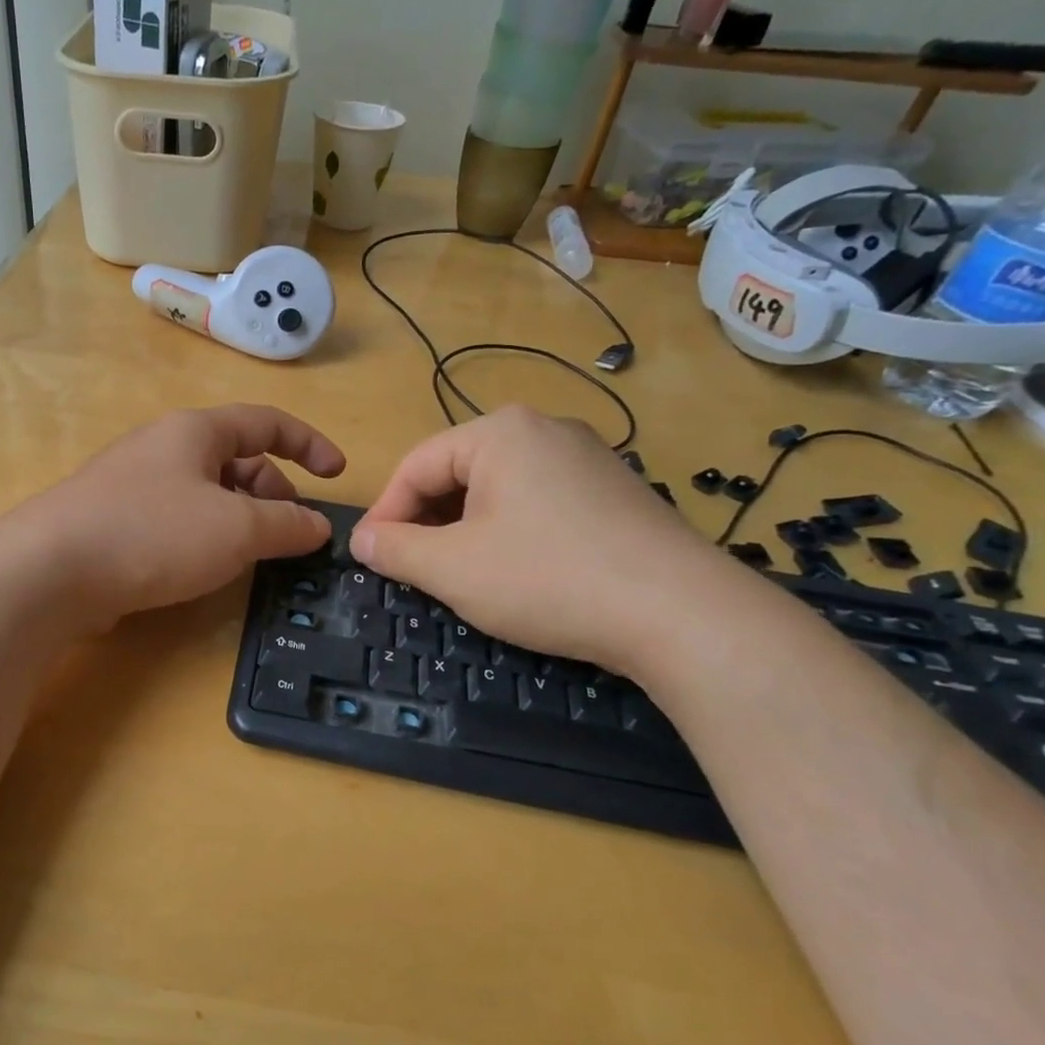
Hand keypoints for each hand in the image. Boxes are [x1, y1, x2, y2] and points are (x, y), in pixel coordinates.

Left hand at [22, 404, 344, 627]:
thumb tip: (317, 526)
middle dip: (272, 492)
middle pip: (235, 459)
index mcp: (195, 431)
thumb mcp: (236, 529)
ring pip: (205, 492)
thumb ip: (286, 525)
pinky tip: (201, 569)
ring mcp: (132, 484)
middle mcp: (162, 447)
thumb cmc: (154, 533)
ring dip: (238, 518)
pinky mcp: (112, 521)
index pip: (266, 422)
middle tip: (289, 534)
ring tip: (250, 557)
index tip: (337, 475)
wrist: (49, 571)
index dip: (309, 444)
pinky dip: (202, 537)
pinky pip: (175, 519)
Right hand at [349, 405, 737, 676]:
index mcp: (500, 432)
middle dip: (427, 522)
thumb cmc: (548, 579)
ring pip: (499, 490)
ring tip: (459, 574)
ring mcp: (588, 458)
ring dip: (465, 529)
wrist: (682, 615)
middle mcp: (545, 430)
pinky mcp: (616, 492)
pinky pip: (540, 502)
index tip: (369, 557)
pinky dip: (510, 532)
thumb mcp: (453, 569)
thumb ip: (395, 550)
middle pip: (458, 473)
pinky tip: (517, 572)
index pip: (416, 466)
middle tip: (412, 569)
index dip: (385, 513)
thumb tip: (362, 540)